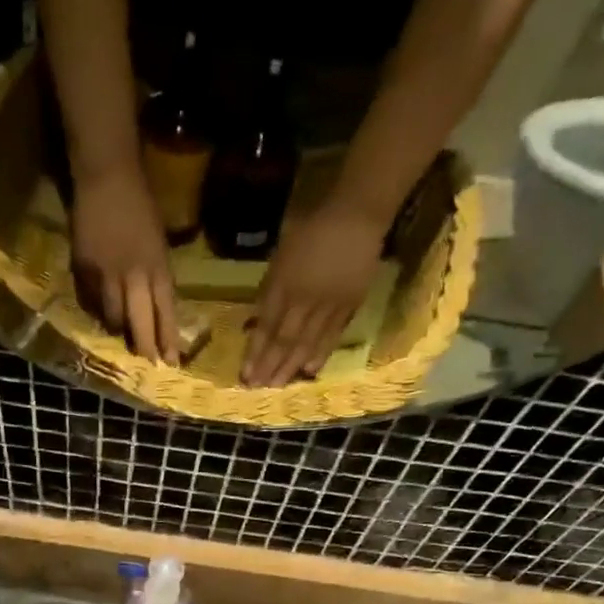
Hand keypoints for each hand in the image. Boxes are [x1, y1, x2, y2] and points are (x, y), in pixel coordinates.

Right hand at [71, 166, 179, 363]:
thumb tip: (157, 309)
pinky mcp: (84, 269)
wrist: (107, 176)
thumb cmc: (140, 205)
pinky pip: (90, 300)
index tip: (171, 363)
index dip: (167, 340)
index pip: (165, 313)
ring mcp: (107, 274)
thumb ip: (158, 277)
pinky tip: (98, 311)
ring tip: (120, 334)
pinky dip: (95, 309)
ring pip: (112, 317)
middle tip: (147, 364)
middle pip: (139, 323)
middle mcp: (134, 276)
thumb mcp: (159, 243)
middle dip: (144, 347)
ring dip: (117, 329)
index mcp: (158, 267)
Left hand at [242, 201, 386, 386]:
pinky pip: (332, 335)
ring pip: (306, 342)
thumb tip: (258, 321)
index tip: (245, 374)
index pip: (266, 326)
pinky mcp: (349, 306)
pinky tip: (309, 370)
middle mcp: (304, 300)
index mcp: (284, 284)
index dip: (255, 352)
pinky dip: (320, 354)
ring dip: (290, 366)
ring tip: (279, 386)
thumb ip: (271, 289)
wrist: (357, 215)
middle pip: (284, 340)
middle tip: (259, 388)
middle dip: (269, 366)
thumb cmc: (312, 228)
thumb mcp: (281, 255)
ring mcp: (328, 305)